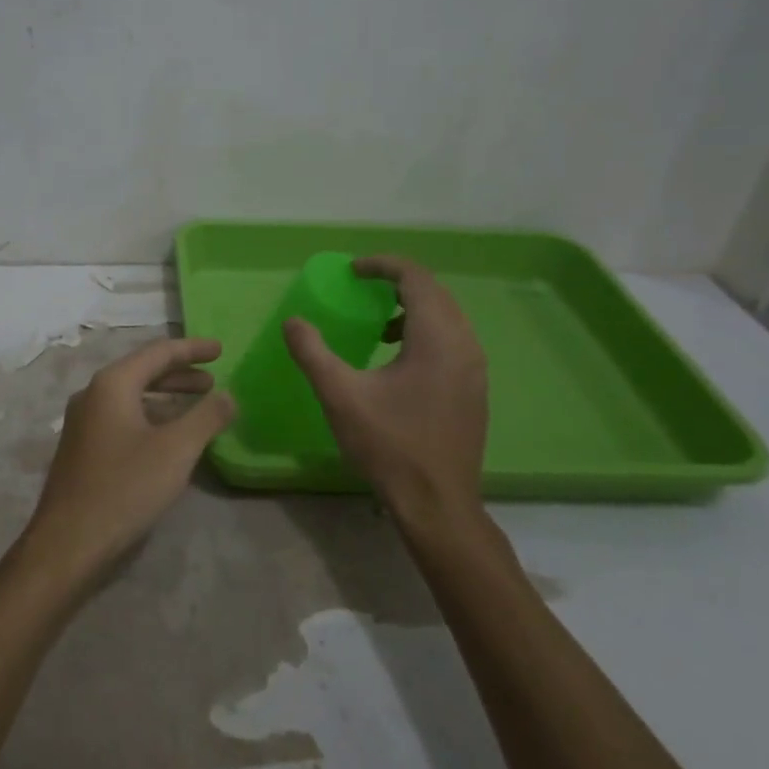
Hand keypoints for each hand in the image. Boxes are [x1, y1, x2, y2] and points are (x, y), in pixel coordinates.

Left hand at [17, 337, 234, 586]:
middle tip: (213, 379)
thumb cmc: (125, 487)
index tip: (221, 350)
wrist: (69, 542)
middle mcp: (93, 394)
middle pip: (143, 371)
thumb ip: (206, 417)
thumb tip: (228, 395)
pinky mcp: (83, 446)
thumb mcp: (176, 450)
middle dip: (180, 373)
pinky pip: (122, 416)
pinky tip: (168, 435)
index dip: (192, 349)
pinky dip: (150, 415)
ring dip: (166, 396)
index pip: (158, 352)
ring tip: (198, 404)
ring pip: (132, 396)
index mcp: (112, 384)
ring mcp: (83, 421)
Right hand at [284, 255, 488, 526]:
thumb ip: (313, 353)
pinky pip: (452, 340)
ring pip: (446, 317)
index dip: (382, 265)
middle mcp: (464, 345)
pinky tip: (396, 359)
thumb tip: (293, 322)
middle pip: (434, 293)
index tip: (352, 271)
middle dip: (397, 283)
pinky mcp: (474, 388)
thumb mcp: (340, 396)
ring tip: (377, 324)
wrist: (437, 503)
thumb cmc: (389, 445)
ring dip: (412, 308)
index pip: (415, 278)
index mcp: (437, 338)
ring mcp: (474, 368)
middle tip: (362, 289)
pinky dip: (424, 331)